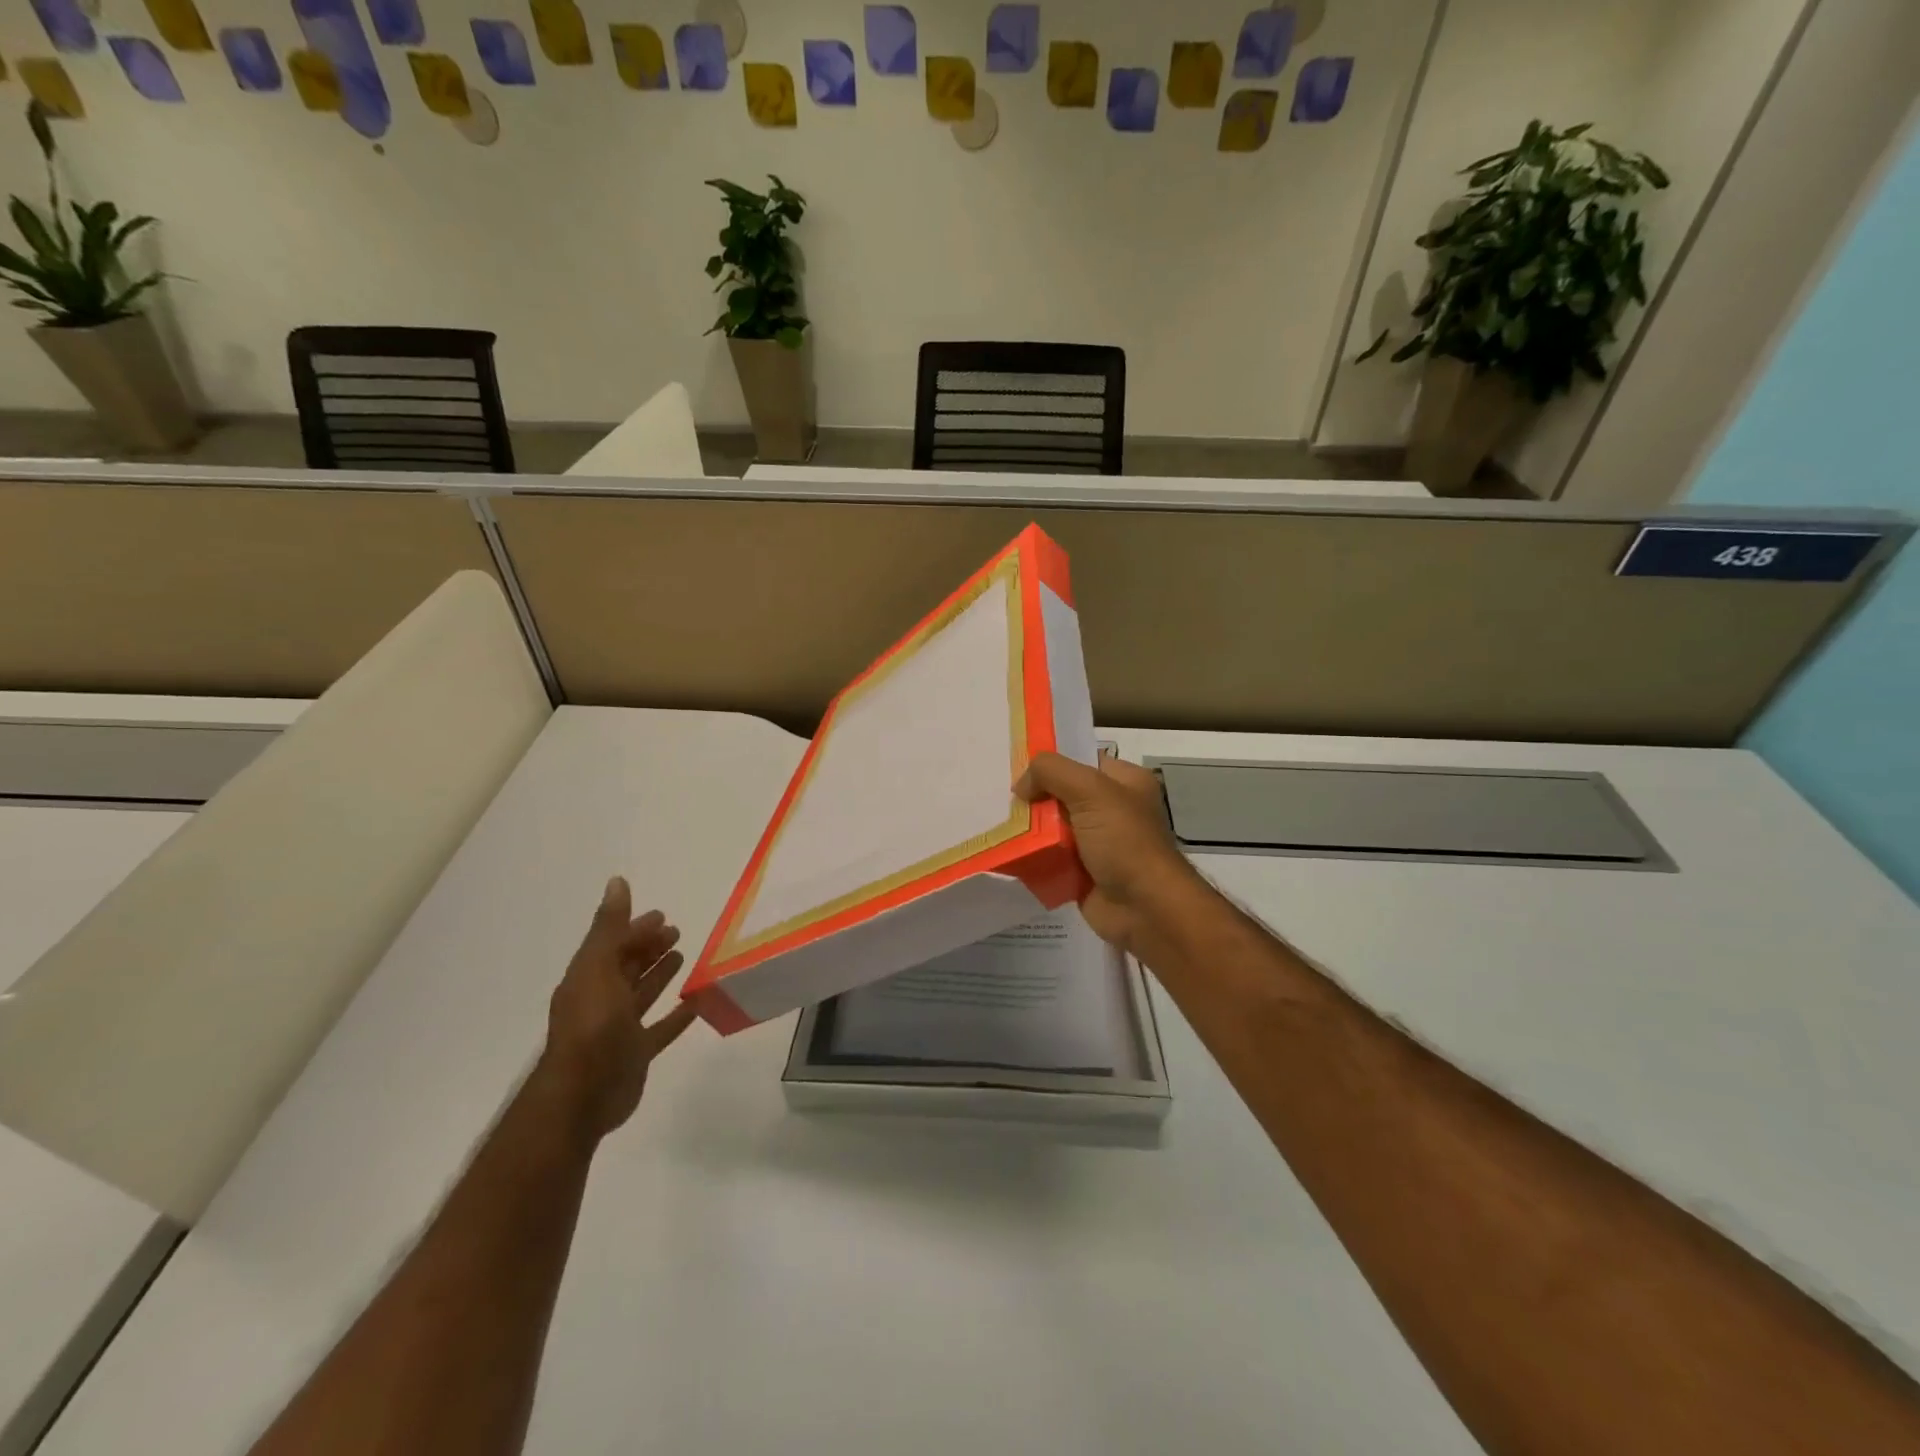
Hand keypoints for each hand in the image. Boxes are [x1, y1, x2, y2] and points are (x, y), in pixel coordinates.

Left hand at [534, 877, 698, 1142]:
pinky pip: (661, 1028)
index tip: (662, 915)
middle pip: (628, 966)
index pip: (614, 944)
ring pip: (643, 993)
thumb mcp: (598, 967)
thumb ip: (609, 927)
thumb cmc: (591, 1025)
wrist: (583, 1094)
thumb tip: (617, 882)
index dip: (635, 928)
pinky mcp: (636, 1052)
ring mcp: (619, 1028)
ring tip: (684, 956)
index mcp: (588, 978)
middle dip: (649, 947)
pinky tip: (697, 1003)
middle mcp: (602, 999)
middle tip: (676, 931)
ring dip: (660, 974)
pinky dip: (678, 1014)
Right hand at [1015, 752, 1207, 956]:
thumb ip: (1052, 773)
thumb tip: (1021, 785)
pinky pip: (1050, 858)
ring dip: (1029, 830)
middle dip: (1034, 797)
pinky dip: (1032, 857)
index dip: (1051, 761)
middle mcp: (1112, 809)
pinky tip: (1007, 852)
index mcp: (1125, 782)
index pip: (1082, 760)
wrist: (1146, 909)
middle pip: (1063, 794)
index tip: (1017, 767)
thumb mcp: (1092, 792)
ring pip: (1053, 828)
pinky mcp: (1083, 872)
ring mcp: (1098, 843)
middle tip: (1002, 799)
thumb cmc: (1125, 842)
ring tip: (997, 824)